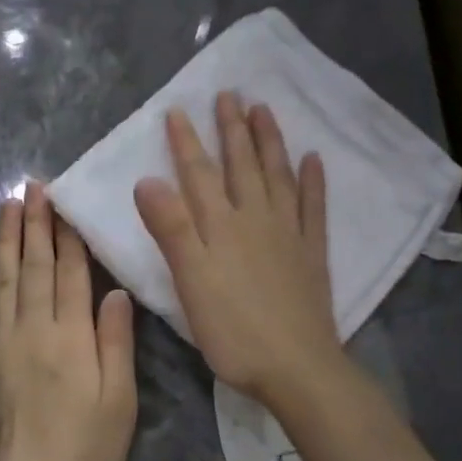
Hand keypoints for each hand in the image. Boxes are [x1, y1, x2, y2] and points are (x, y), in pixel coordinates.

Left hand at [0, 182, 137, 460]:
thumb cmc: (86, 452)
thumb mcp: (121, 401)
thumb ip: (116, 342)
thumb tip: (114, 291)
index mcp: (73, 337)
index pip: (71, 274)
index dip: (69, 236)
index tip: (65, 204)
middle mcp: (33, 330)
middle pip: (35, 267)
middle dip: (36, 224)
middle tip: (33, 187)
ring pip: (1, 281)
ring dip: (4, 240)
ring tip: (7, 205)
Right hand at [134, 93, 340, 406]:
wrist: (296, 366)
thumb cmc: (233, 330)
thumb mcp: (190, 281)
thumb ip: (171, 229)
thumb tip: (147, 180)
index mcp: (221, 226)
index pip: (199, 175)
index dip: (187, 142)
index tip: (178, 110)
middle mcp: (256, 219)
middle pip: (242, 165)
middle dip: (232, 129)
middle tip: (229, 94)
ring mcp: (288, 233)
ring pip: (278, 176)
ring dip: (269, 142)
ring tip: (264, 110)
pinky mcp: (311, 253)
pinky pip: (313, 207)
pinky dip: (313, 181)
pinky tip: (314, 159)